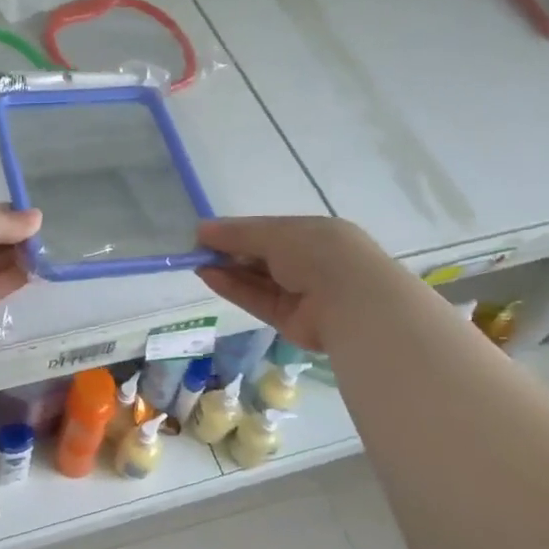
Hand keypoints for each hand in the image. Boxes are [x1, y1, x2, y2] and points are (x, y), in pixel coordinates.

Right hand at [196, 216, 388, 352]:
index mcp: (314, 234)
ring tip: (197, 263)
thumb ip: (237, 233)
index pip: (270, 231)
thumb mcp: (276, 234)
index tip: (207, 233)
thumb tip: (201, 229)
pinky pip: (256, 300)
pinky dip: (233, 288)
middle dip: (230, 252)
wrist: (352, 302)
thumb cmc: (318, 253)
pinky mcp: (287, 319)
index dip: (238, 232)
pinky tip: (209, 277)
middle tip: (197, 249)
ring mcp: (298, 293)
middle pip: (261, 256)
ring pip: (256, 280)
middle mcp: (307, 262)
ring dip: (227, 270)